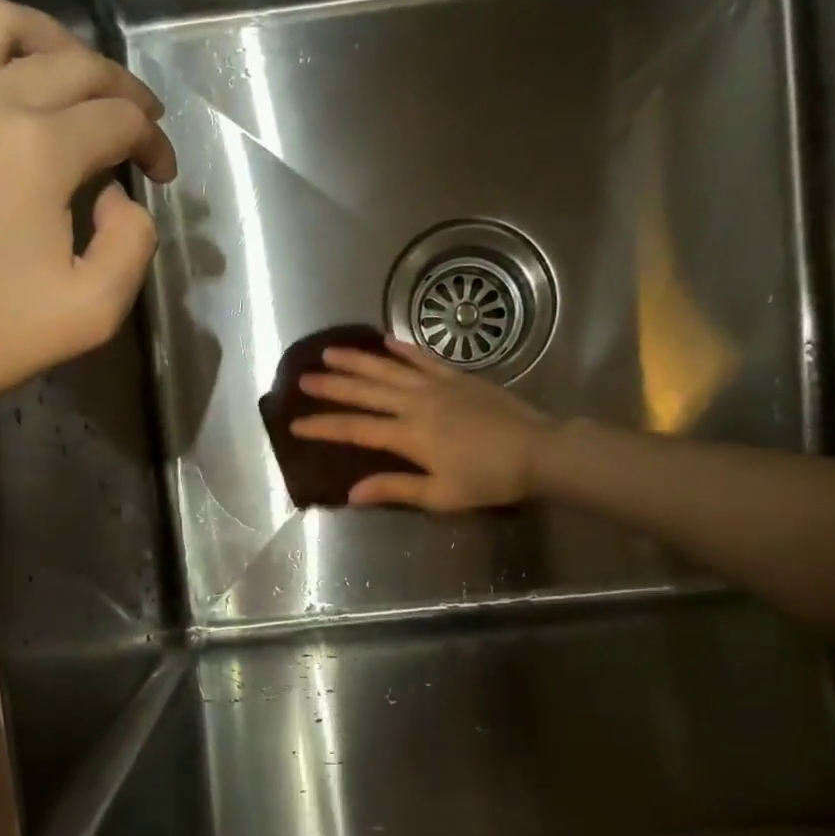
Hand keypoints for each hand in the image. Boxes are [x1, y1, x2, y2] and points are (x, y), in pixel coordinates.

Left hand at [0, 0, 177, 439]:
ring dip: (50, 36)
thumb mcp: (95, 312)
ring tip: (73, 65)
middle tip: (135, 124)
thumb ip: (133, 244)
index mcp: (40, 151)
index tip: (161, 174)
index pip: (118, 122)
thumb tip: (120, 196)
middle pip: (70, 67)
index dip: (153, 143)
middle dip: (118, 91)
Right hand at [293, 338, 553, 509]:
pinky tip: (385, 340)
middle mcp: (416, 404)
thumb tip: (351, 493)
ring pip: (388, 369)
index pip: (355, 429)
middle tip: (303, 378)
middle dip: (331, 385)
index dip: (323, 426)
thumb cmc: (488, 480)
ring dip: (357, 360)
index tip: (295, 423)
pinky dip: (403, 349)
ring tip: (329, 351)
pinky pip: (424, 358)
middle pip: (365, 391)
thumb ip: (394, 490)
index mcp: (408, 436)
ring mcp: (437, 386)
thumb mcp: (440, 496)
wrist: (539, 451)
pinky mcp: (458, 377)